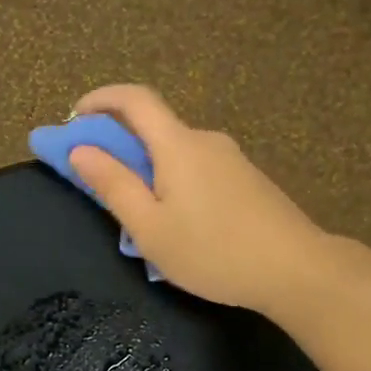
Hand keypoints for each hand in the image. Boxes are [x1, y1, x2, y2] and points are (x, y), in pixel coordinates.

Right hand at [69, 84, 328, 312]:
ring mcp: (230, 159)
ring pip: (174, 153)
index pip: (134, 100)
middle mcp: (205, 140)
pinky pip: (195, 168)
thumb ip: (113, 185)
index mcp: (178, 145)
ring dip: (145, 168)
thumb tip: (80, 150)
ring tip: (135, 215)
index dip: (99, 100)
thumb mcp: (149, 227)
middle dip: (117, 143)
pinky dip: (170, 180)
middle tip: (94, 179)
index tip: (73, 118)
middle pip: (153, 127)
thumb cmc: (213, 251)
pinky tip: (175, 222)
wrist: (297, 270)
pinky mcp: (245, 179)